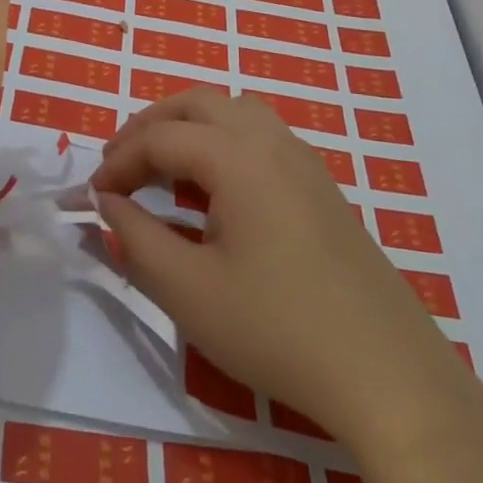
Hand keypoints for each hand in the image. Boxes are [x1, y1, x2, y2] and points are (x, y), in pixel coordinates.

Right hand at [91, 90, 466, 445]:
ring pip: (235, 112)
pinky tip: (217, 190)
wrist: (389, 378)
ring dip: (190, 126)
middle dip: (150, 125)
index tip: (92, 197)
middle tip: (120, 163)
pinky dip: (223, 142)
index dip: (118, 162)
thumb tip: (106, 203)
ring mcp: (305, 163)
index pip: (160, 139)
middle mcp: (273, 143)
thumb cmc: (277, 329)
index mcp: (238, 158)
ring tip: (164, 167)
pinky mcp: (324, 189)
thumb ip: (135, 237)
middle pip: (198, 104)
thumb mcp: (187, 290)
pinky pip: (262, 138)